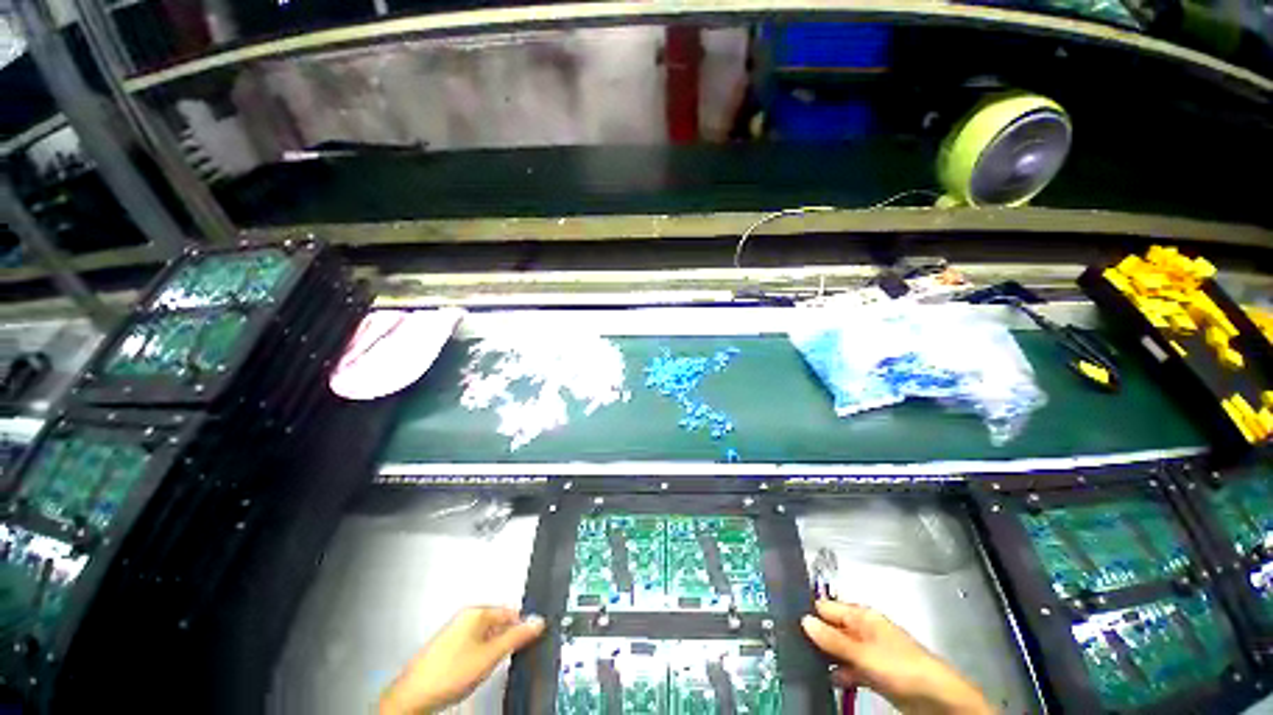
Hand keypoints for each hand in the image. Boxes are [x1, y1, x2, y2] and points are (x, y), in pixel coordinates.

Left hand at [379, 606, 545, 714]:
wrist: (413, 696)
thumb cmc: (450, 673)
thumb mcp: (490, 656)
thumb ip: (516, 637)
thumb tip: (538, 622)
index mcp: (477, 612)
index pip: (511, 611)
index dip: (522, 626)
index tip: (529, 640)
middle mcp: (466, 616)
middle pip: (498, 622)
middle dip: (505, 638)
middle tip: (506, 657)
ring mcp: (455, 630)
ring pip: (486, 635)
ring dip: (492, 648)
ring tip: (488, 666)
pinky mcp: (448, 645)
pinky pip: (473, 644)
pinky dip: (479, 654)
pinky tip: (474, 670)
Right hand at [802, 600, 993, 714]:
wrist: (937, 699)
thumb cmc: (900, 666)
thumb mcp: (863, 653)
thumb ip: (833, 639)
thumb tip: (803, 620)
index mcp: (861, 616)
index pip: (826, 607)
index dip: (807, 612)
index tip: (785, 620)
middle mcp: (863, 630)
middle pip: (832, 628)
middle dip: (814, 636)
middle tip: (789, 644)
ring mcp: (869, 652)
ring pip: (839, 650)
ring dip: (825, 657)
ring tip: (801, 662)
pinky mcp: (874, 672)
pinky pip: (849, 668)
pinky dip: (839, 673)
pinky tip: (827, 679)